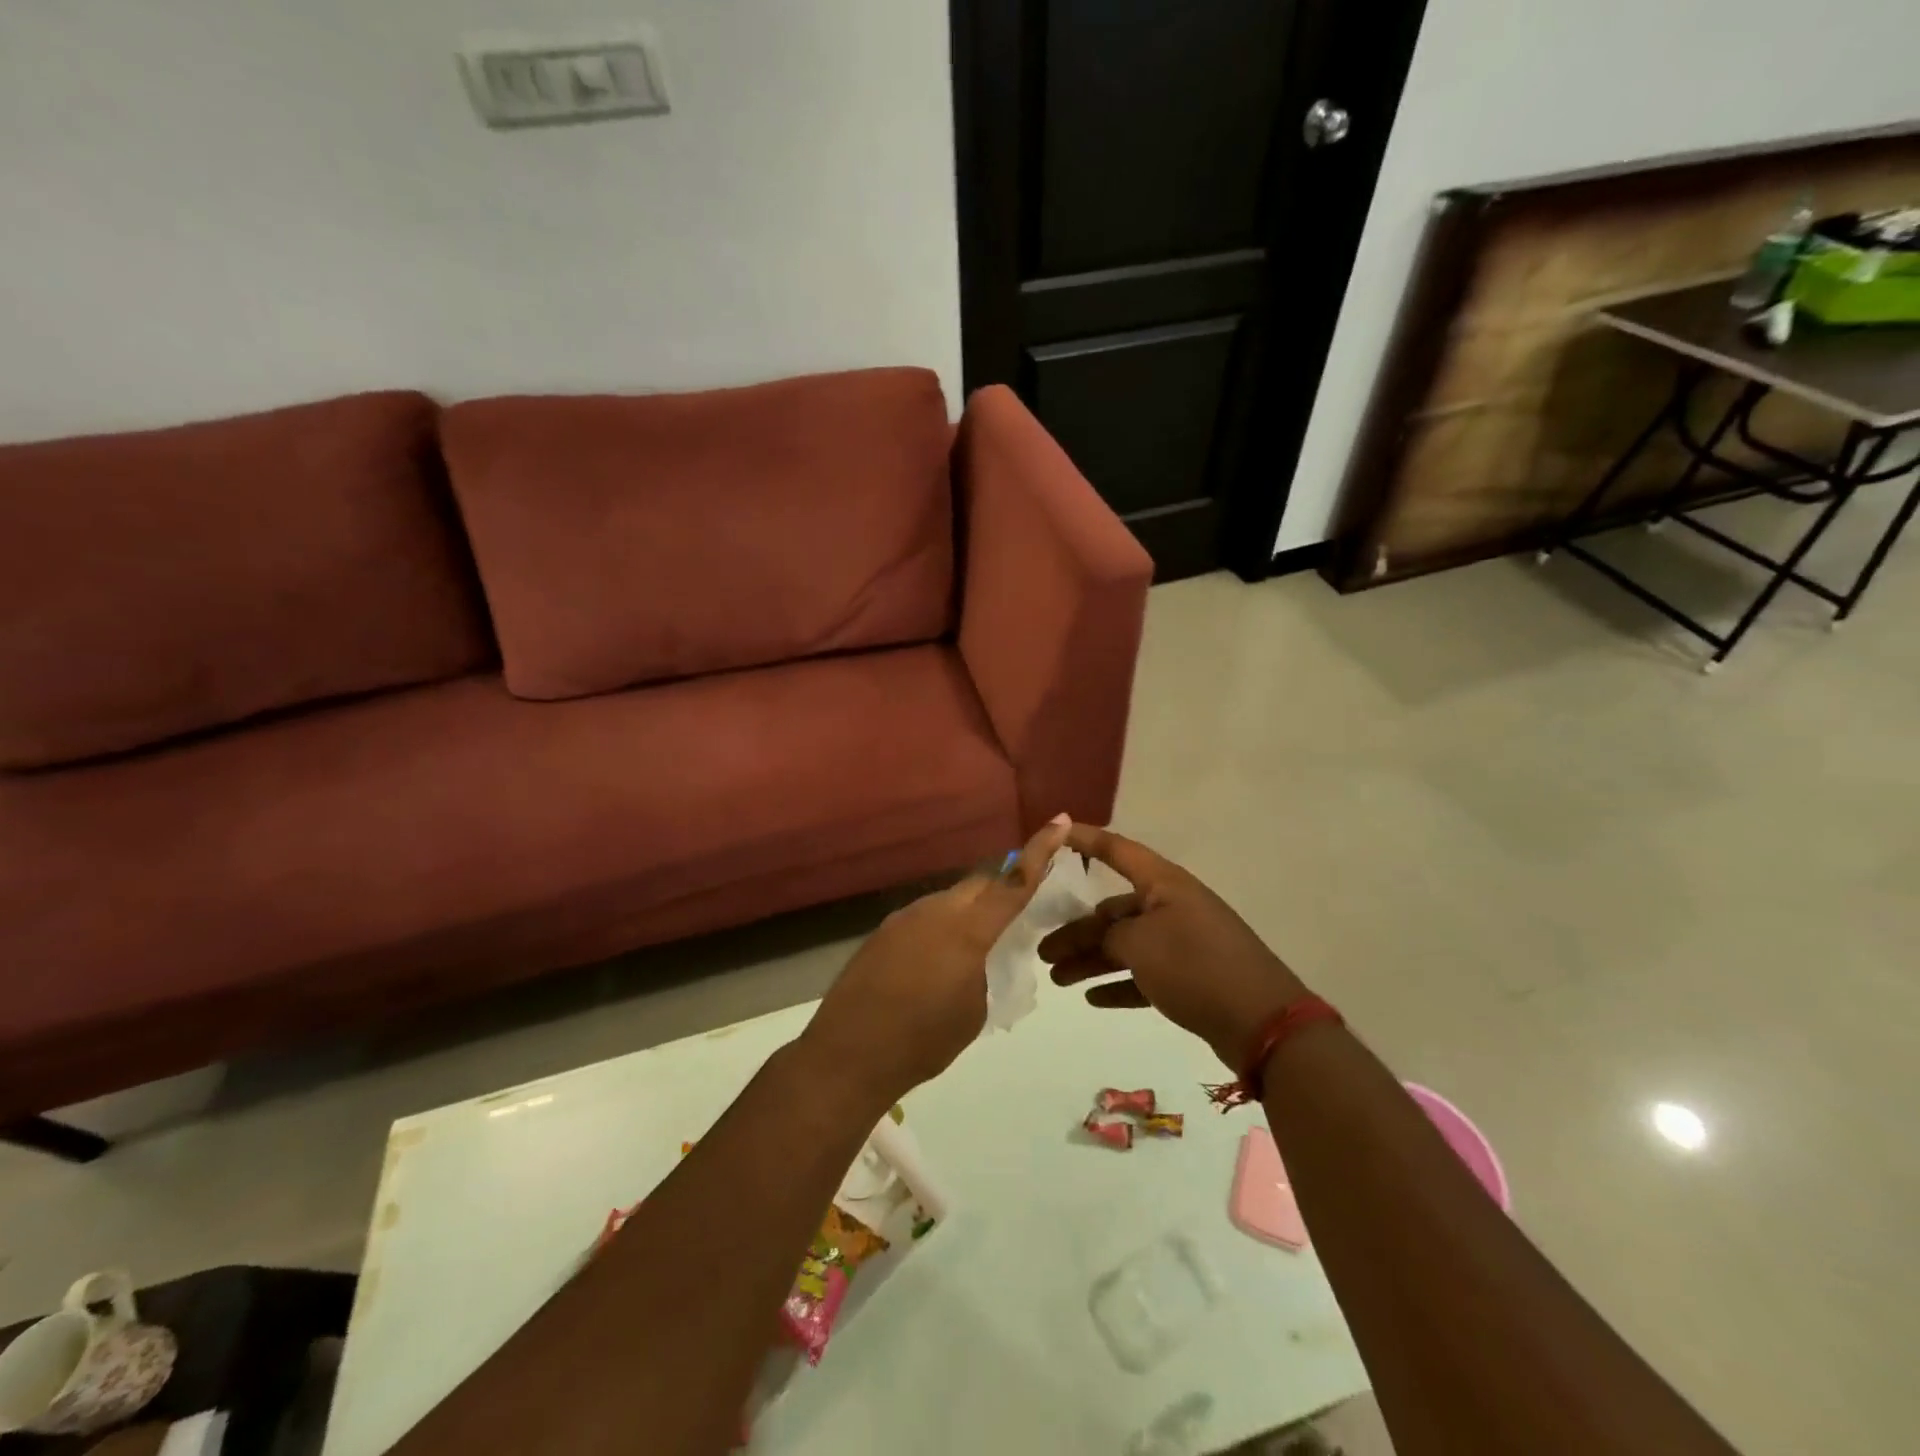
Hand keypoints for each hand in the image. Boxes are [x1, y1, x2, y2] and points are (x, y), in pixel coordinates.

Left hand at [802, 816, 1073, 1112]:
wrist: (848, 1055)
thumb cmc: (922, 1041)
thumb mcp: (974, 1010)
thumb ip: (987, 970)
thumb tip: (981, 954)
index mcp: (967, 930)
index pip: (1013, 882)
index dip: (1040, 851)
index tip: (1060, 821)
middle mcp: (935, 911)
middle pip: (979, 884)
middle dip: (1001, 890)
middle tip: (1015, 915)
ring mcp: (903, 918)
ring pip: (949, 900)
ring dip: (968, 913)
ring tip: (971, 951)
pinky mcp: (882, 931)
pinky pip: (924, 917)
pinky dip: (940, 928)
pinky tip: (933, 963)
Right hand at [1039, 824, 1307, 1069]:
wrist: (1261, 1021)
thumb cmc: (1195, 966)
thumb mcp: (1140, 944)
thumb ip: (1108, 935)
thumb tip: (1101, 938)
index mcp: (1164, 884)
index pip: (1117, 850)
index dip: (1085, 839)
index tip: (1054, 832)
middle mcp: (1172, 906)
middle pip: (1113, 911)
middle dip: (1077, 930)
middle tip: (1043, 951)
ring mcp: (1182, 942)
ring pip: (1125, 945)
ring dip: (1091, 960)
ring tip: (1058, 978)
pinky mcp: (1189, 977)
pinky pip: (1144, 974)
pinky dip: (1118, 983)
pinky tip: (1092, 998)